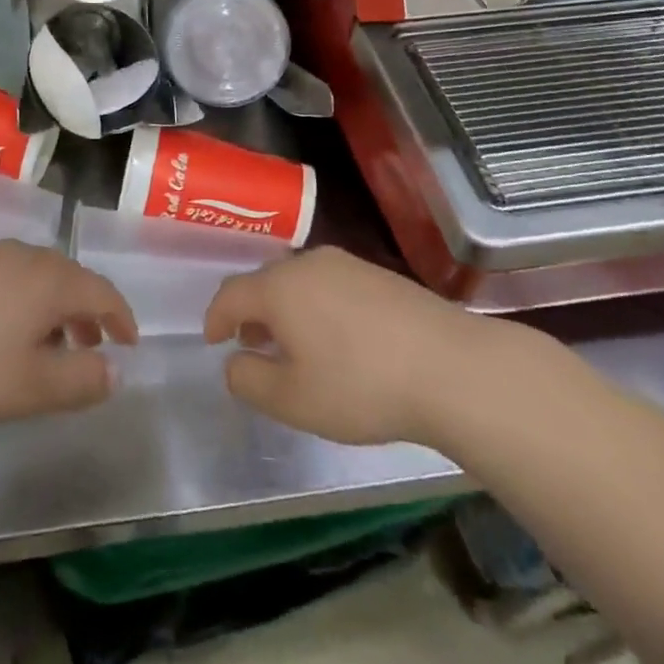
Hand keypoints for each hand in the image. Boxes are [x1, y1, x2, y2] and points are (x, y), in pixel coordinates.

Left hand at [0, 242, 137, 425]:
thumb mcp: (31, 387)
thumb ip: (80, 380)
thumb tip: (114, 371)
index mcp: (53, 281)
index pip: (103, 292)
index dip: (122, 318)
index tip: (130, 343)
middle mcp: (27, 256)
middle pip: (72, 278)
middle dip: (89, 312)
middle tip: (92, 345)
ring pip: (39, 275)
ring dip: (55, 306)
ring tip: (47, 342)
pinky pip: (10, 274)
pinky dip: (24, 298)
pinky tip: (2, 327)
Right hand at [204, 248, 500, 445]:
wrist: (451, 367)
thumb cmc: (360, 385)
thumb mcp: (292, 400)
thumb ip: (249, 381)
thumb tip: (234, 362)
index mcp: (279, 287)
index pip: (231, 294)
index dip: (215, 317)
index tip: (212, 341)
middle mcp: (308, 263)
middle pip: (265, 282)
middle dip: (251, 312)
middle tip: (251, 345)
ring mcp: (347, 265)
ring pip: (299, 281)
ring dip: (284, 309)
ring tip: (293, 345)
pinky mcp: (378, 274)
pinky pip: (330, 285)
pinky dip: (316, 307)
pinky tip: (336, 340)